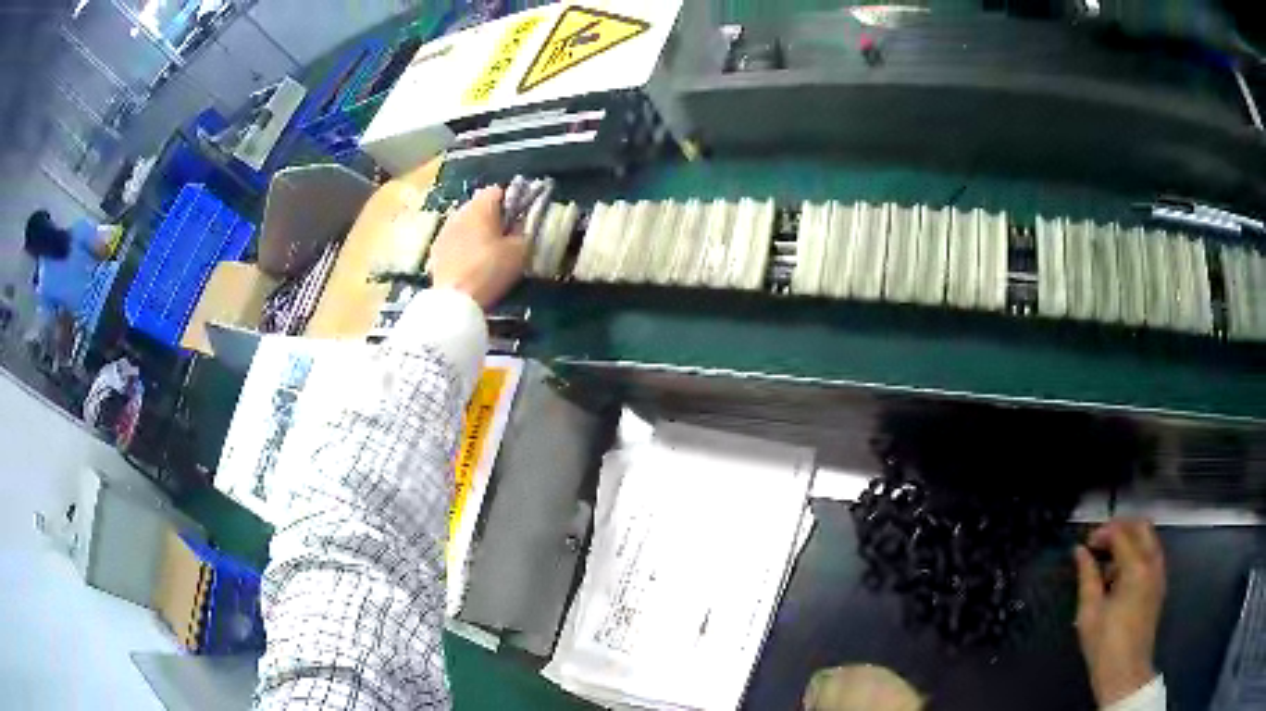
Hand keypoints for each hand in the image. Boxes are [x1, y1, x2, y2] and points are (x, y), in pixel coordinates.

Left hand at [429, 186, 527, 309]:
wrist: (455, 300)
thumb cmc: (490, 269)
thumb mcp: (520, 251)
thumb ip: (524, 231)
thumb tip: (521, 224)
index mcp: (481, 206)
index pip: (497, 190)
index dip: (511, 202)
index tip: (519, 219)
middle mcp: (459, 212)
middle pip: (478, 206)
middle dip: (491, 217)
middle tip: (504, 236)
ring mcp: (444, 231)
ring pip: (464, 223)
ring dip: (475, 231)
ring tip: (486, 251)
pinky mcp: (435, 250)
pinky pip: (453, 240)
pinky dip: (462, 246)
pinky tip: (470, 263)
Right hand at [1073, 518, 1165, 706]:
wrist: (1125, 673)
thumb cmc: (1105, 645)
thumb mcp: (1089, 612)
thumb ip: (1087, 576)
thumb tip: (1080, 553)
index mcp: (1136, 567)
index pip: (1121, 533)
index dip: (1102, 532)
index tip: (1086, 544)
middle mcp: (1152, 563)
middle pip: (1141, 526)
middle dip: (1121, 528)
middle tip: (1100, 542)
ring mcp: (1159, 573)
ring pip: (1149, 538)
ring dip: (1130, 540)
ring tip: (1108, 562)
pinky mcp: (1159, 585)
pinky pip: (1152, 555)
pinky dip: (1138, 553)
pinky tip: (1120, 577)